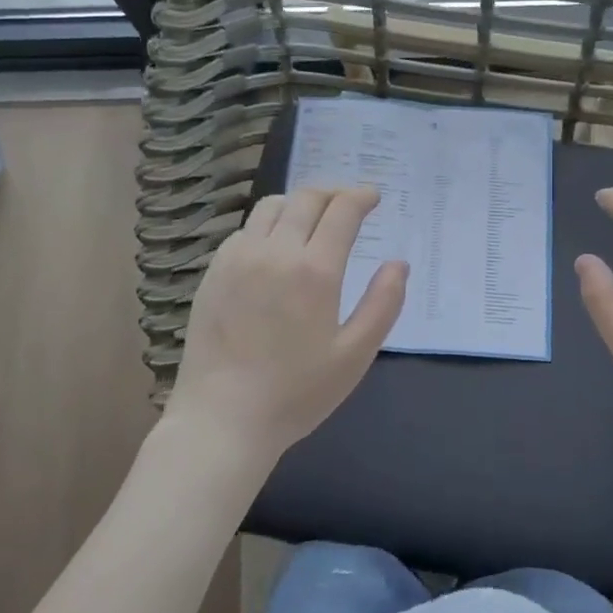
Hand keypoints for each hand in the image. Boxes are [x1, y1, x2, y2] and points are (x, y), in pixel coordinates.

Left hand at [168, 187, 407, 465]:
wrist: (222, 419)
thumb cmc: (296, 393)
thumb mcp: (354, 356)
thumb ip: (383, 304)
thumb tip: (398, 264)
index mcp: (314, 271)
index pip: (341, 210)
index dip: (361, 197)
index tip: (373, 197)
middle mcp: (274, 252)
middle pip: (307, 198)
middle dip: (334, 193)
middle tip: (349, 203)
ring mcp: (238, 259)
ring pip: (271, 207)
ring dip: (299, 203)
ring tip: (313, 219)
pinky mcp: (214, 272)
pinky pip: (245, 230)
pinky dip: (268, 225)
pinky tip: (275, 247)